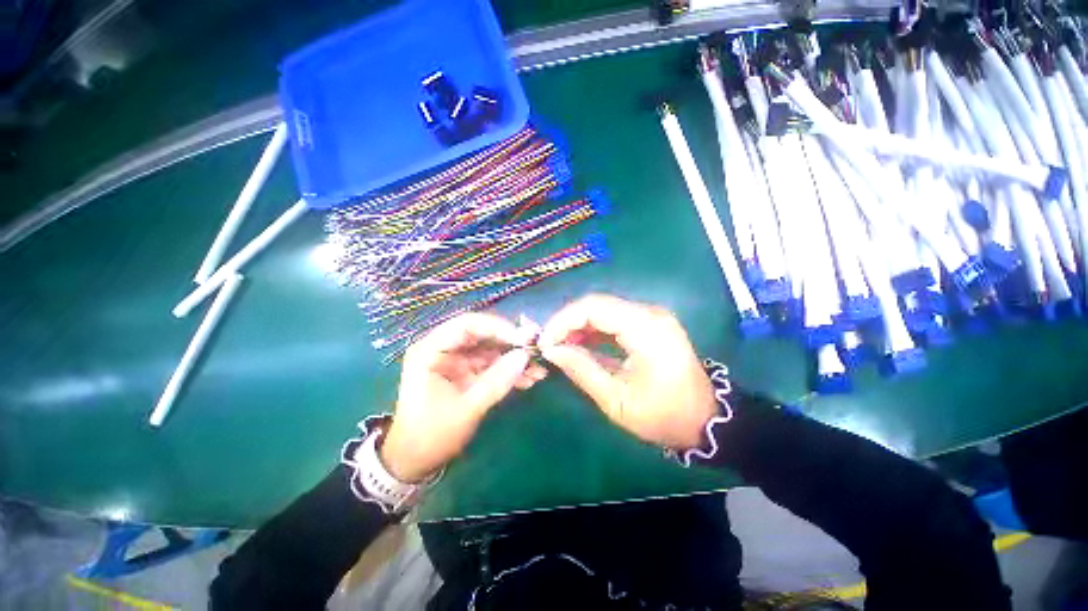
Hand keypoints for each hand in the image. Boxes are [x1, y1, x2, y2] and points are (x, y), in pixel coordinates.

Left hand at [381, 313, 546, 482]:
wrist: (416, 462)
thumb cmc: (432, 435)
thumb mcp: (466, 409)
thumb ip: (496, 381)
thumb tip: (524, 356)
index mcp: (430, 351)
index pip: (466, 325)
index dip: (497, 327)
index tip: (523, 339)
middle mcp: (444, 349)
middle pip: (482, 334)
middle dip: (511, 343)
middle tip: (536, 350)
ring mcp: (457, 360)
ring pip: (491, 349)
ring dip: (514, 358)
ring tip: (538, 370)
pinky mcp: (467, 372)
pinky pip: (492, 364)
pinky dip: (509, 371)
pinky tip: (529, 379)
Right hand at [540, 294, 715, 449]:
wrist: (705, 419)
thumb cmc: (663, 415)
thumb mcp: (616, 400)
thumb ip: (582, 370)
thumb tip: (551, 350)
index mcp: (645, 328)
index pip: (594, 307)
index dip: (563, 320)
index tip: (545, 342)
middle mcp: (649, 313)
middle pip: (597, 304)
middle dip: (567, 322)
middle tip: (549, 345)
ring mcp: (651, 316)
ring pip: (603, 309)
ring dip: (578, 325)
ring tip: (560, 346)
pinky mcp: (649, 323)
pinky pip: (614, 318)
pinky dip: (593, 329)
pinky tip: (580, 344)